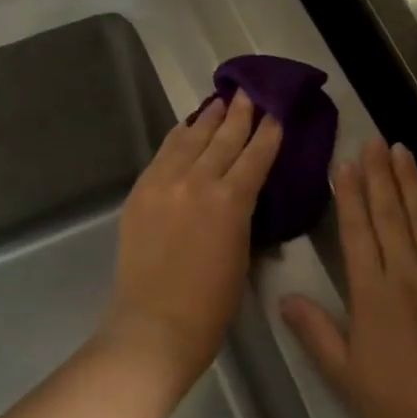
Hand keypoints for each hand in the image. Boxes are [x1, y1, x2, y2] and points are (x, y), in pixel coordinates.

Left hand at [101, 93, 282, 395]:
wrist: (154, 325)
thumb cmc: (210, 305)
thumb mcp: (242, 256)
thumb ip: (242, 218)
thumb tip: (242, 196)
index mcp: (230, 202)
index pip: (255, 157)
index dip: (268, 134)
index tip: (276, 113)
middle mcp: (197, 182)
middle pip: (222, 139)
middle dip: (239, 114)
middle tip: (248, 92)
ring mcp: (164, 184)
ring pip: (190, 140)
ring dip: (207, 119)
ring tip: (219, 100)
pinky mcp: (140, 192)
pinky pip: (162, 155)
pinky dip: (177, 137)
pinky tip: (185, 127)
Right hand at [281, 140, 416, 417]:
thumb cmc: (404, 410)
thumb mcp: (348, 378)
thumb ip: (317, 333)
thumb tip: (285, 297)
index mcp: (374, 294)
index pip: (358, 232)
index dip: (349, 195)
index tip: (344, 164)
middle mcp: (409, 274)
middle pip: (391, 214)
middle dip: (380, 175)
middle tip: (374, 141)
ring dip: (411, 182)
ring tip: (402, 151)